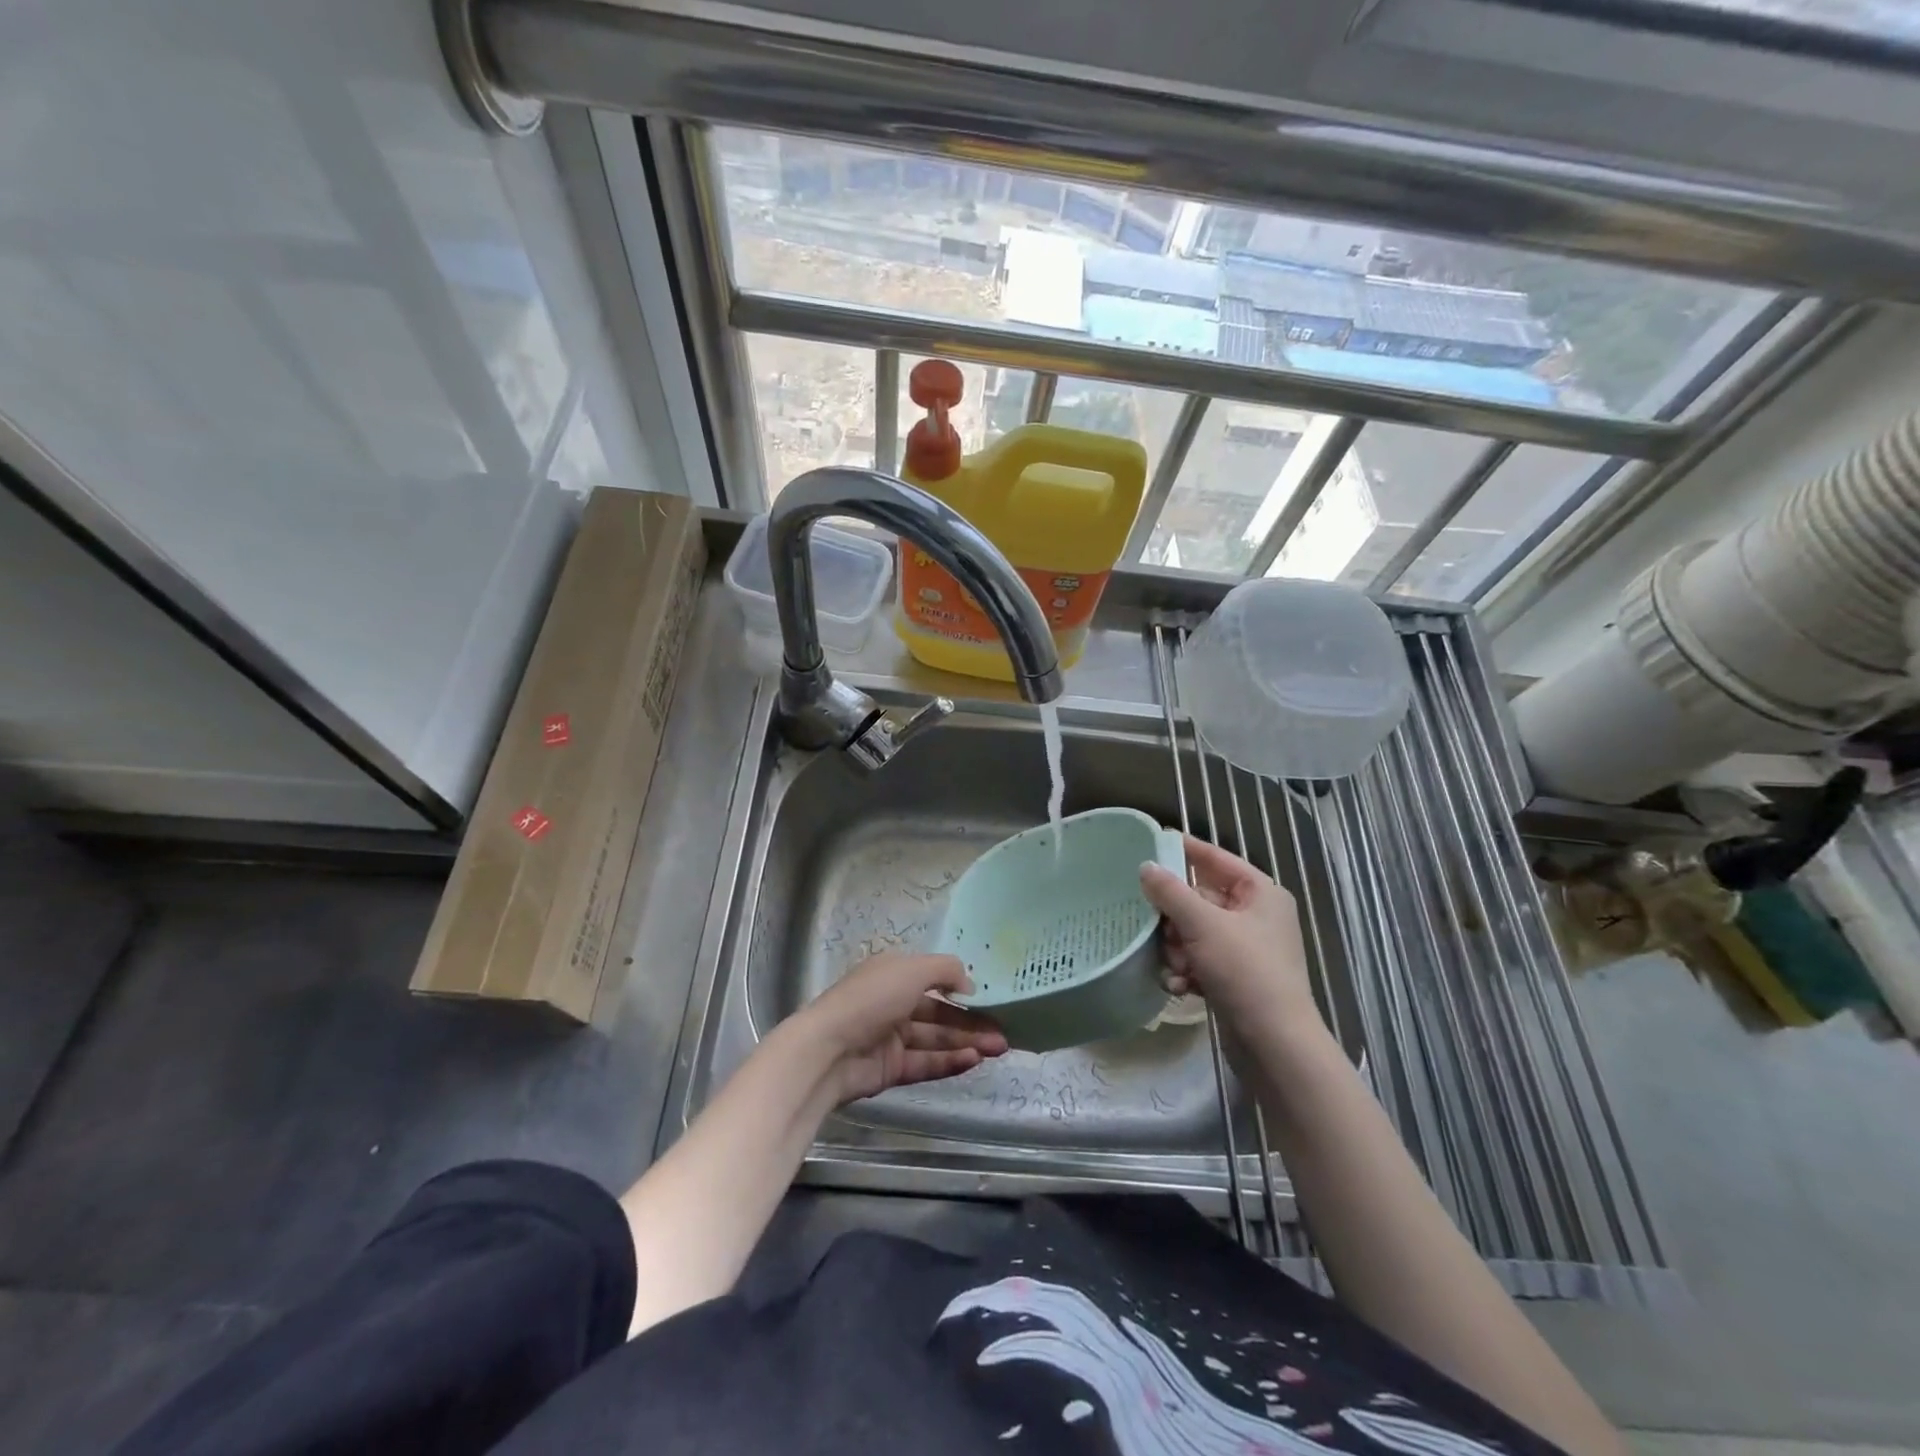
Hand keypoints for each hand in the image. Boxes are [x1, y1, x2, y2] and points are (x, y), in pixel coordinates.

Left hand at [792, 952, 1008, 1103]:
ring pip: (936, 1039)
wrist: (828, 1051)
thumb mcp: (912, 970)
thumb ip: (946, 971)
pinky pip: (927, 1063)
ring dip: (967, 1042)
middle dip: (972, 1021)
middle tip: (1004, 1031)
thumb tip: (969, 986)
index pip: (934, 978)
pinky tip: (974, 1060)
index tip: (991, 998)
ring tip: (997, 1048)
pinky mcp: (891, 1069)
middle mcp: (894, 1002)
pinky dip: (950, 1061)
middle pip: (940, 1012)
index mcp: (894, 973)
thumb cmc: (871, 999)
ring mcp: (892, 1038)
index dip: (961, 988)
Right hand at [1140, 835, 1319, 1034]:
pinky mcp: (1235, 978)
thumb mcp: (1203, 925)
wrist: (1274, 1044)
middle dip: (1174, 917)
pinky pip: (1200, 961)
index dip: (1185, 850)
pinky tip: (1177, 985)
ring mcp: (1246, 949)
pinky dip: (1186, 970)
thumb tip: (1146, 866)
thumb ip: (1171, 892)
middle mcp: (1256, 916)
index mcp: (1261, 894)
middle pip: (1200, 899)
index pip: (1216, 859)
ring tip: (1173, 965)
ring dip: (1176, 948)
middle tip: (1154, 925)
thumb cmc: (1245, 971)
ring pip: (1194, 932)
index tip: (1151, 843)